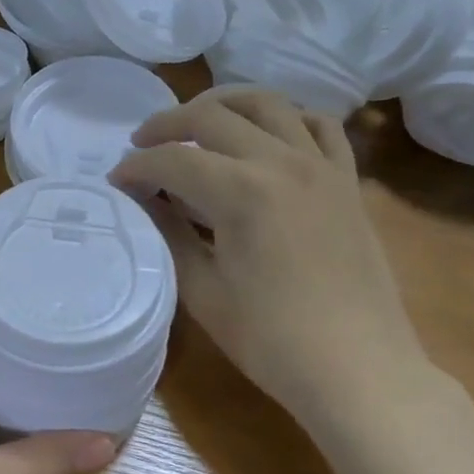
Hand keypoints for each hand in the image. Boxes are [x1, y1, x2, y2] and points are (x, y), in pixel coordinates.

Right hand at [110, 87, 435, 424]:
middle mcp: (282, 162)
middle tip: (142, 144)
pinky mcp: (348, 181)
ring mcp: (322, 166)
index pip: (174, 160)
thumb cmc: (271, 340)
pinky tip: (269, 136)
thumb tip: (145, 199)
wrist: (357, 369)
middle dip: (168, 124)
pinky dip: (288, 118)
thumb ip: (170, 234)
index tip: (116, 180)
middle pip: (213, 116)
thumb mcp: (204, 291)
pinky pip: (320, 126)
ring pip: (269, 104)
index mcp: (242, 192)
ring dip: (224, 104)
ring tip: (198, 122)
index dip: (137, 166)